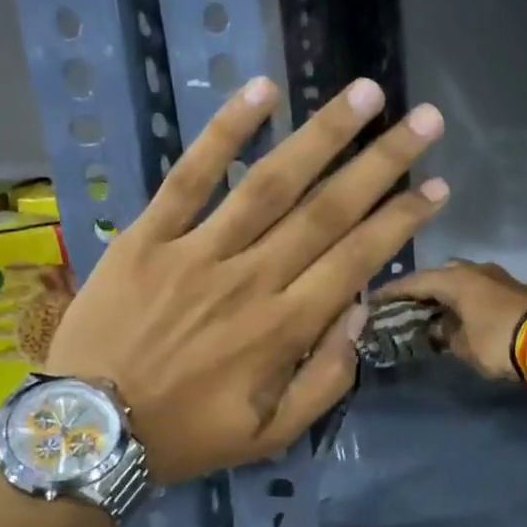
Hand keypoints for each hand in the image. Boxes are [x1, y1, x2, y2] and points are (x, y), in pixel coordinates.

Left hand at [46, 77, 447, 482]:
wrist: (90, 430)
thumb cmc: (188, 435)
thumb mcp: (271, 434)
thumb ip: (326, 380)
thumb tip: (359, 311)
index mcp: (283, 328)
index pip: (356, 259)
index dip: (400, 221)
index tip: (436, 186)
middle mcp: (251, 279)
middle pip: (327, 210)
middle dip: (383, 163)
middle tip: (426, 120)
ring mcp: (197, 252)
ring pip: (271, 182)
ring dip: (323, 134)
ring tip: (365, 94)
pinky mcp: (148, 236)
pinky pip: (190, 176)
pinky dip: (225, 131)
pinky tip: (263, 90)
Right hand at [376, 260, 526, 384]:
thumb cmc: (497, 341)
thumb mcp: (462, 346)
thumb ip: (444, 335)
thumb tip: (437, 330)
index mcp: (456, 279)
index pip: (415, 282)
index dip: (393, 292)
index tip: (374, 300)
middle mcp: (477, 270)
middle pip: (441, 275)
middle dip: (424, 289)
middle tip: (408, 305)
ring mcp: (502, 277)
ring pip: (467, 281)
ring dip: (452, 294)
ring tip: (438, 310)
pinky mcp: (520, 290)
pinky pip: (486, 291)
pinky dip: (473, 301)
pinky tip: (470, 315)